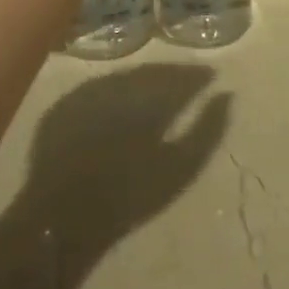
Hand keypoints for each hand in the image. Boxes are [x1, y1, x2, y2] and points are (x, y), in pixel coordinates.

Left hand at [21, 64, 231, 250]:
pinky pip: (101, 86)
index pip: (181, 76)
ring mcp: (88, 91)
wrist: (63, 218)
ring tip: (161, 87)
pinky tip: (124, 100)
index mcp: (147, 98)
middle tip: (190, 78)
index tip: (213, 76)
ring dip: (145, 78)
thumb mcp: (180, 169)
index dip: (198, 75)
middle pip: (152, 71)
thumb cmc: (130, 197)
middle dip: (173, 73)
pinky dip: (118, 88)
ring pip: (125, 75)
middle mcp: (118, 85)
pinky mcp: (65, 103)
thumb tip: (226, 95)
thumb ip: (208, 129)